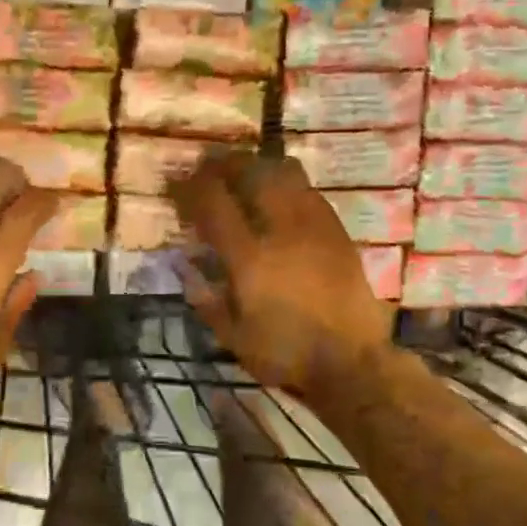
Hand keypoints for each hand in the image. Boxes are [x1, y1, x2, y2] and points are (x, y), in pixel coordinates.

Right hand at [171, 151, 394, 401]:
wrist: (351, 362)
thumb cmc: (285, 353)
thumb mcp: (232, 337)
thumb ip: (204, 298)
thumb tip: (184, 264)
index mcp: (250, 259)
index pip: (213, 204)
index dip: (190, 187)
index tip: (175, 183)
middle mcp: (282, 230)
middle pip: (251, 173)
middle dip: (223, 163)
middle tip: (207, 167)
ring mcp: (314, 225)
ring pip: (284, 172)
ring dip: (258, 165)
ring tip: (243, 172)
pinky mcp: (337, 230)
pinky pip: (308, 190)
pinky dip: (286, 182)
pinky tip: (279, 194)